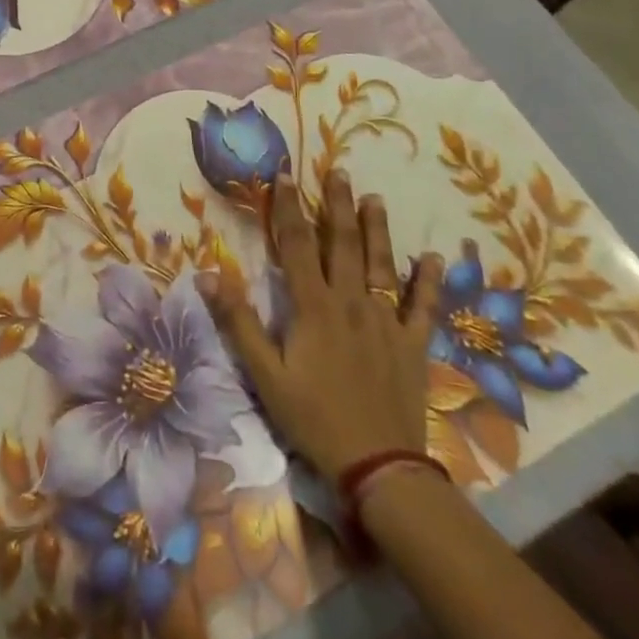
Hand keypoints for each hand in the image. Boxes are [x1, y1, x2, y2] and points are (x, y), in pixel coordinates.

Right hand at [208, 170, 444, 479]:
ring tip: (376, 198)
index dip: (289, 208)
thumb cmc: (313, 417)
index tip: (285, 175)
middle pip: (344, 244)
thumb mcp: (264, 373)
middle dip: (339, 205)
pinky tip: (432, 258)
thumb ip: (238, 321)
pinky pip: (423, 308)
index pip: (298, 244)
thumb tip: (206, 275)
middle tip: (340, 172)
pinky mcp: (413, 346)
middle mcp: (352, 303)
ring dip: (378, 230)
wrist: (379, 467)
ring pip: (383, 266)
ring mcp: (387, 323)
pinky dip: (428, 282)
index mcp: (314, 306)